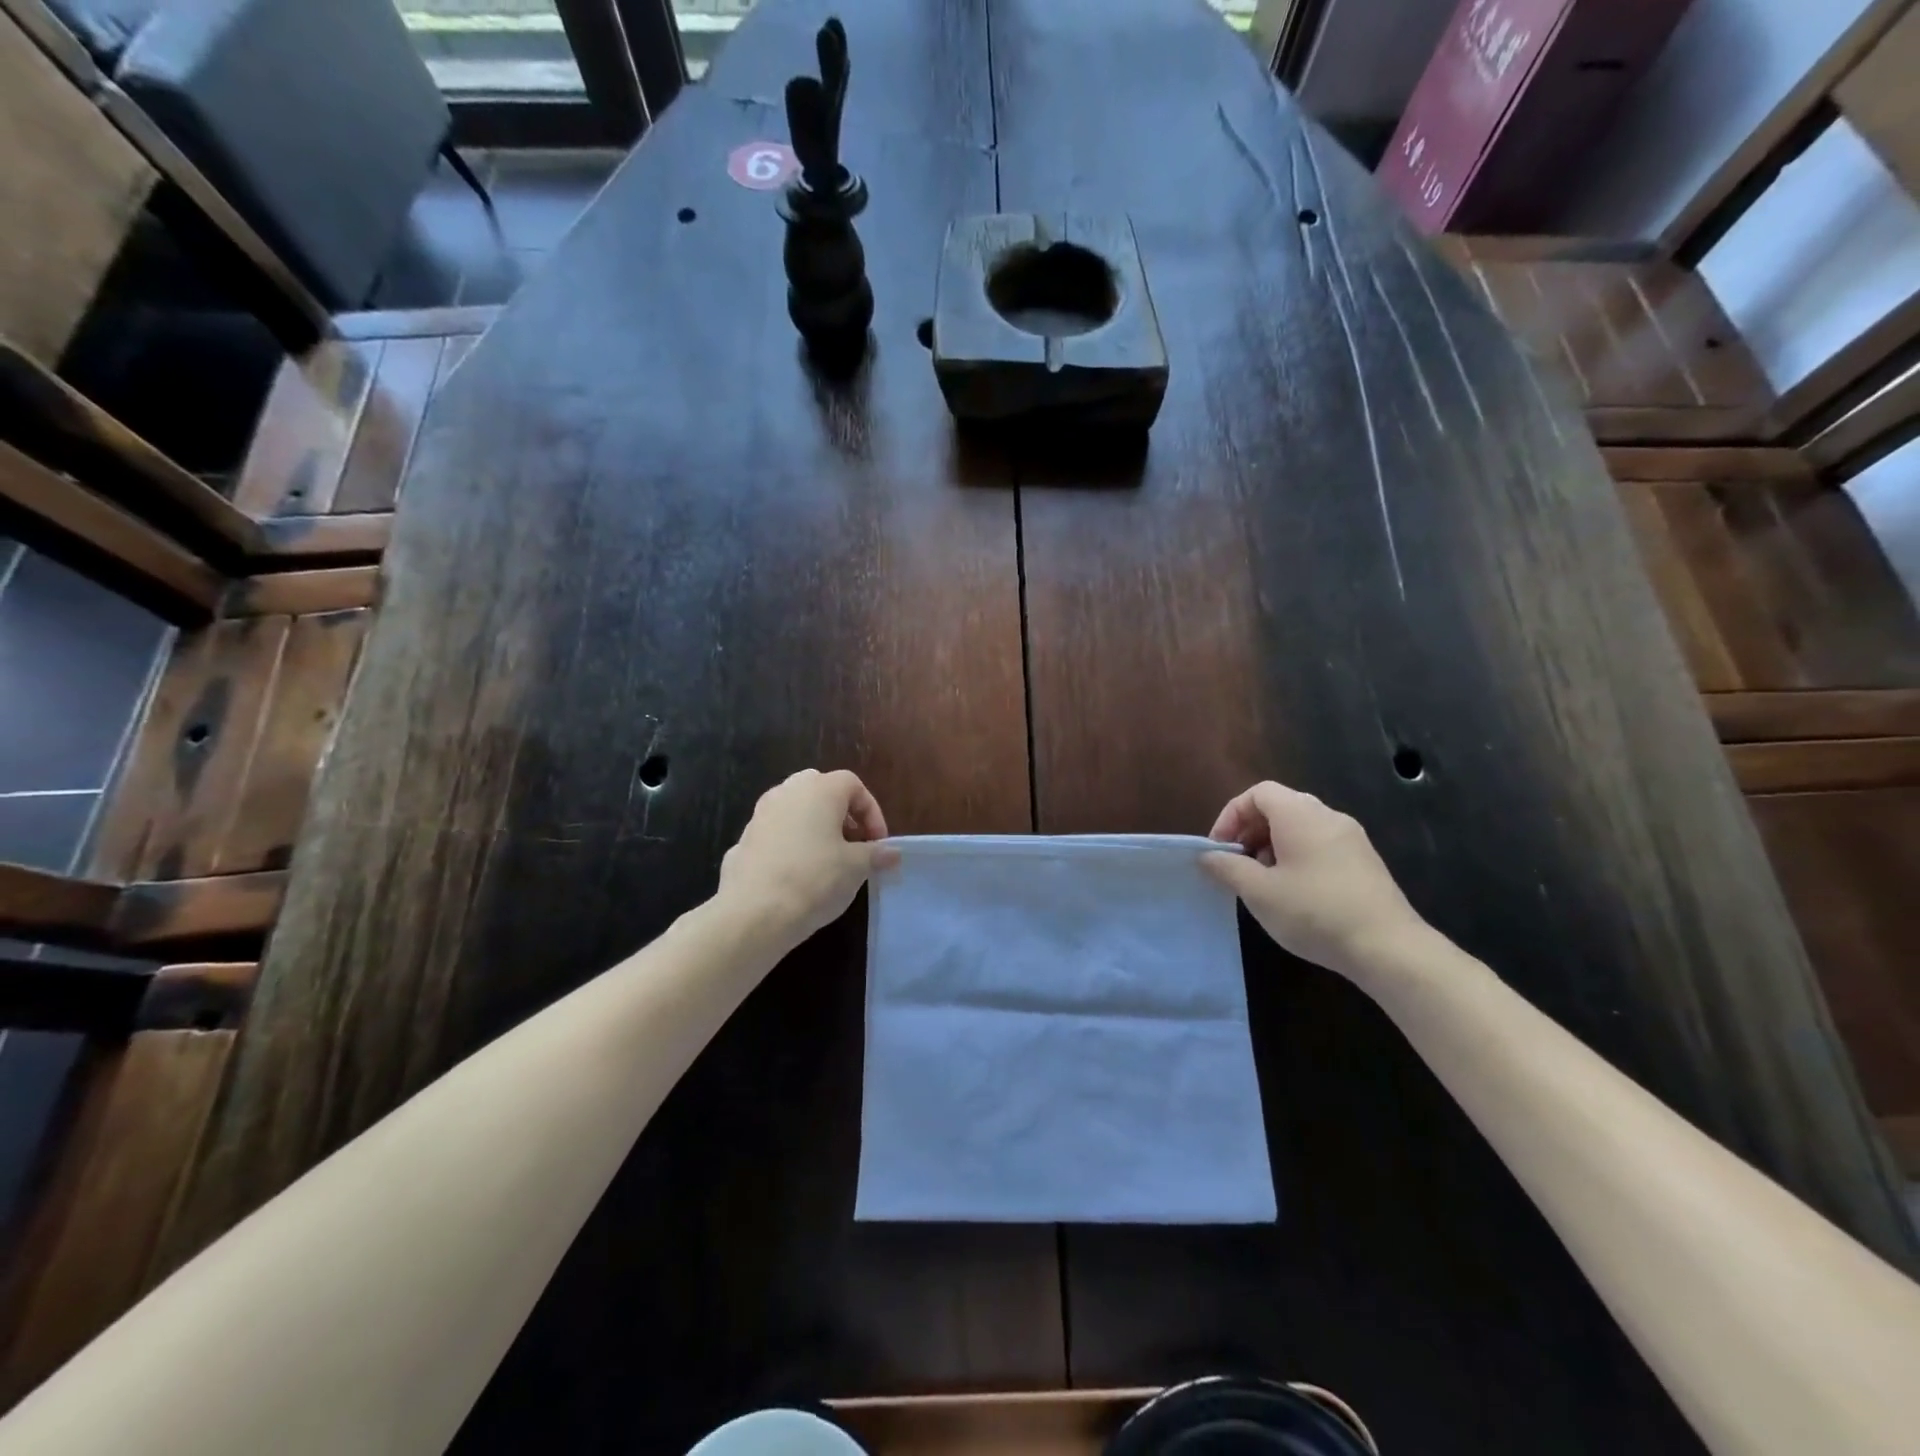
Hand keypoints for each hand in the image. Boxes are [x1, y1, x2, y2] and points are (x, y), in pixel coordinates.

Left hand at [720, 769, 898, 951]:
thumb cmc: (815, 879)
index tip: (878, 843)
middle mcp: (787, 792)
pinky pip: (777, 833)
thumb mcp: (856, 868)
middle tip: (853, 843)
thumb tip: (892, 853)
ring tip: (828, 860)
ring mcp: (760, 814)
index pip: (853, 785)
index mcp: (819, 789)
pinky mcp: (743, 839)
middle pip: (821, 790)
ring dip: (815, 827)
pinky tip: (798, 875)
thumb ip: (876, 854)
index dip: (872, 812)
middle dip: (841, 814)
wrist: (754, 913)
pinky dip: (792, 844)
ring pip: (796, 809)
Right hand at [1202, 781, 1426, 980]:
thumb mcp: (1259, 892)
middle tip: (1237, 863)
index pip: (1258, 793)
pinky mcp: (1365, 862)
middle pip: (1280, 806)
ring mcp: (1351, 838)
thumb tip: (1208, 856)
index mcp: (1301, 815)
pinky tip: (1294, 892)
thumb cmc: (1314, 912)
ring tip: (1263, 880)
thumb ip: (1228, 868)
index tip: (1220, 848)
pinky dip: (1297, 856)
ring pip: (1301, 826)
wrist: (1389, 948)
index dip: (1231, 815)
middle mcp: (1328, 816)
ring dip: (1272, 845)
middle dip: (1251, 831)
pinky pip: (1320, 844)